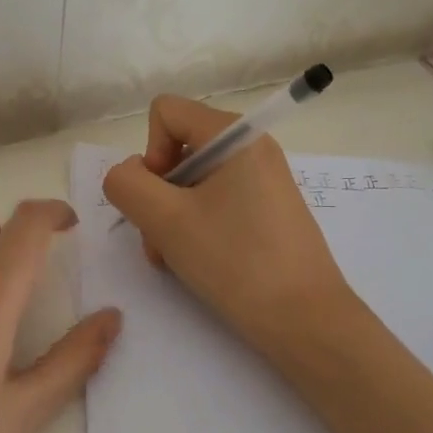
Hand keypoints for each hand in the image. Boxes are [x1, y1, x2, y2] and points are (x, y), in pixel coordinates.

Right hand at [101, 95, 357, 356]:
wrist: (305, 320)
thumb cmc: (236, 262)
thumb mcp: (166, 220)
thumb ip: (127, 184)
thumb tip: (129, 174)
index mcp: (236, 134)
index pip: (166, 113)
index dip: (150, 154)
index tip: (162, 199)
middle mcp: (253, 148)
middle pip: (179, 150)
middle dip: (158, 195)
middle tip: (161, 241)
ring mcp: (262, 180)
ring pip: (193, 183)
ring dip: (172, 218)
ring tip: (176, 258)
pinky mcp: (267, 210)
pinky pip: (216, 202)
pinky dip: (196, 227)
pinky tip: (199, 262)